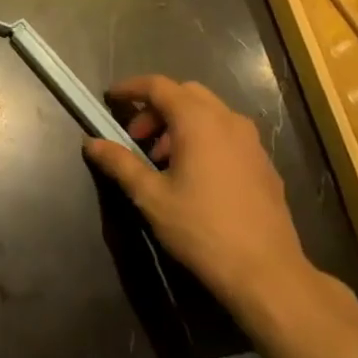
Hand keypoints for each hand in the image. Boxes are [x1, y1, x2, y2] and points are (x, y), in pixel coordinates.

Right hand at [83, 75, 319, 320]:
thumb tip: (91, 143)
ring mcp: (251, 141)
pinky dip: (203, 137)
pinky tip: (194, 176)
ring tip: (162, 160)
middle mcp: (228, 120)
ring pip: (209, 113)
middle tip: (136, 138)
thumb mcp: (151, 197)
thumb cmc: (202, 229)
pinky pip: (227, 134)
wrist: (266, 272)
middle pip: (185, 94)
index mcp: (198, 121)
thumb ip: (120, 163)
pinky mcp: (263, 163)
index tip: (111, 99)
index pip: (158, 86)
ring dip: (180, 123)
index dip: (131, 88)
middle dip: (156, 108)